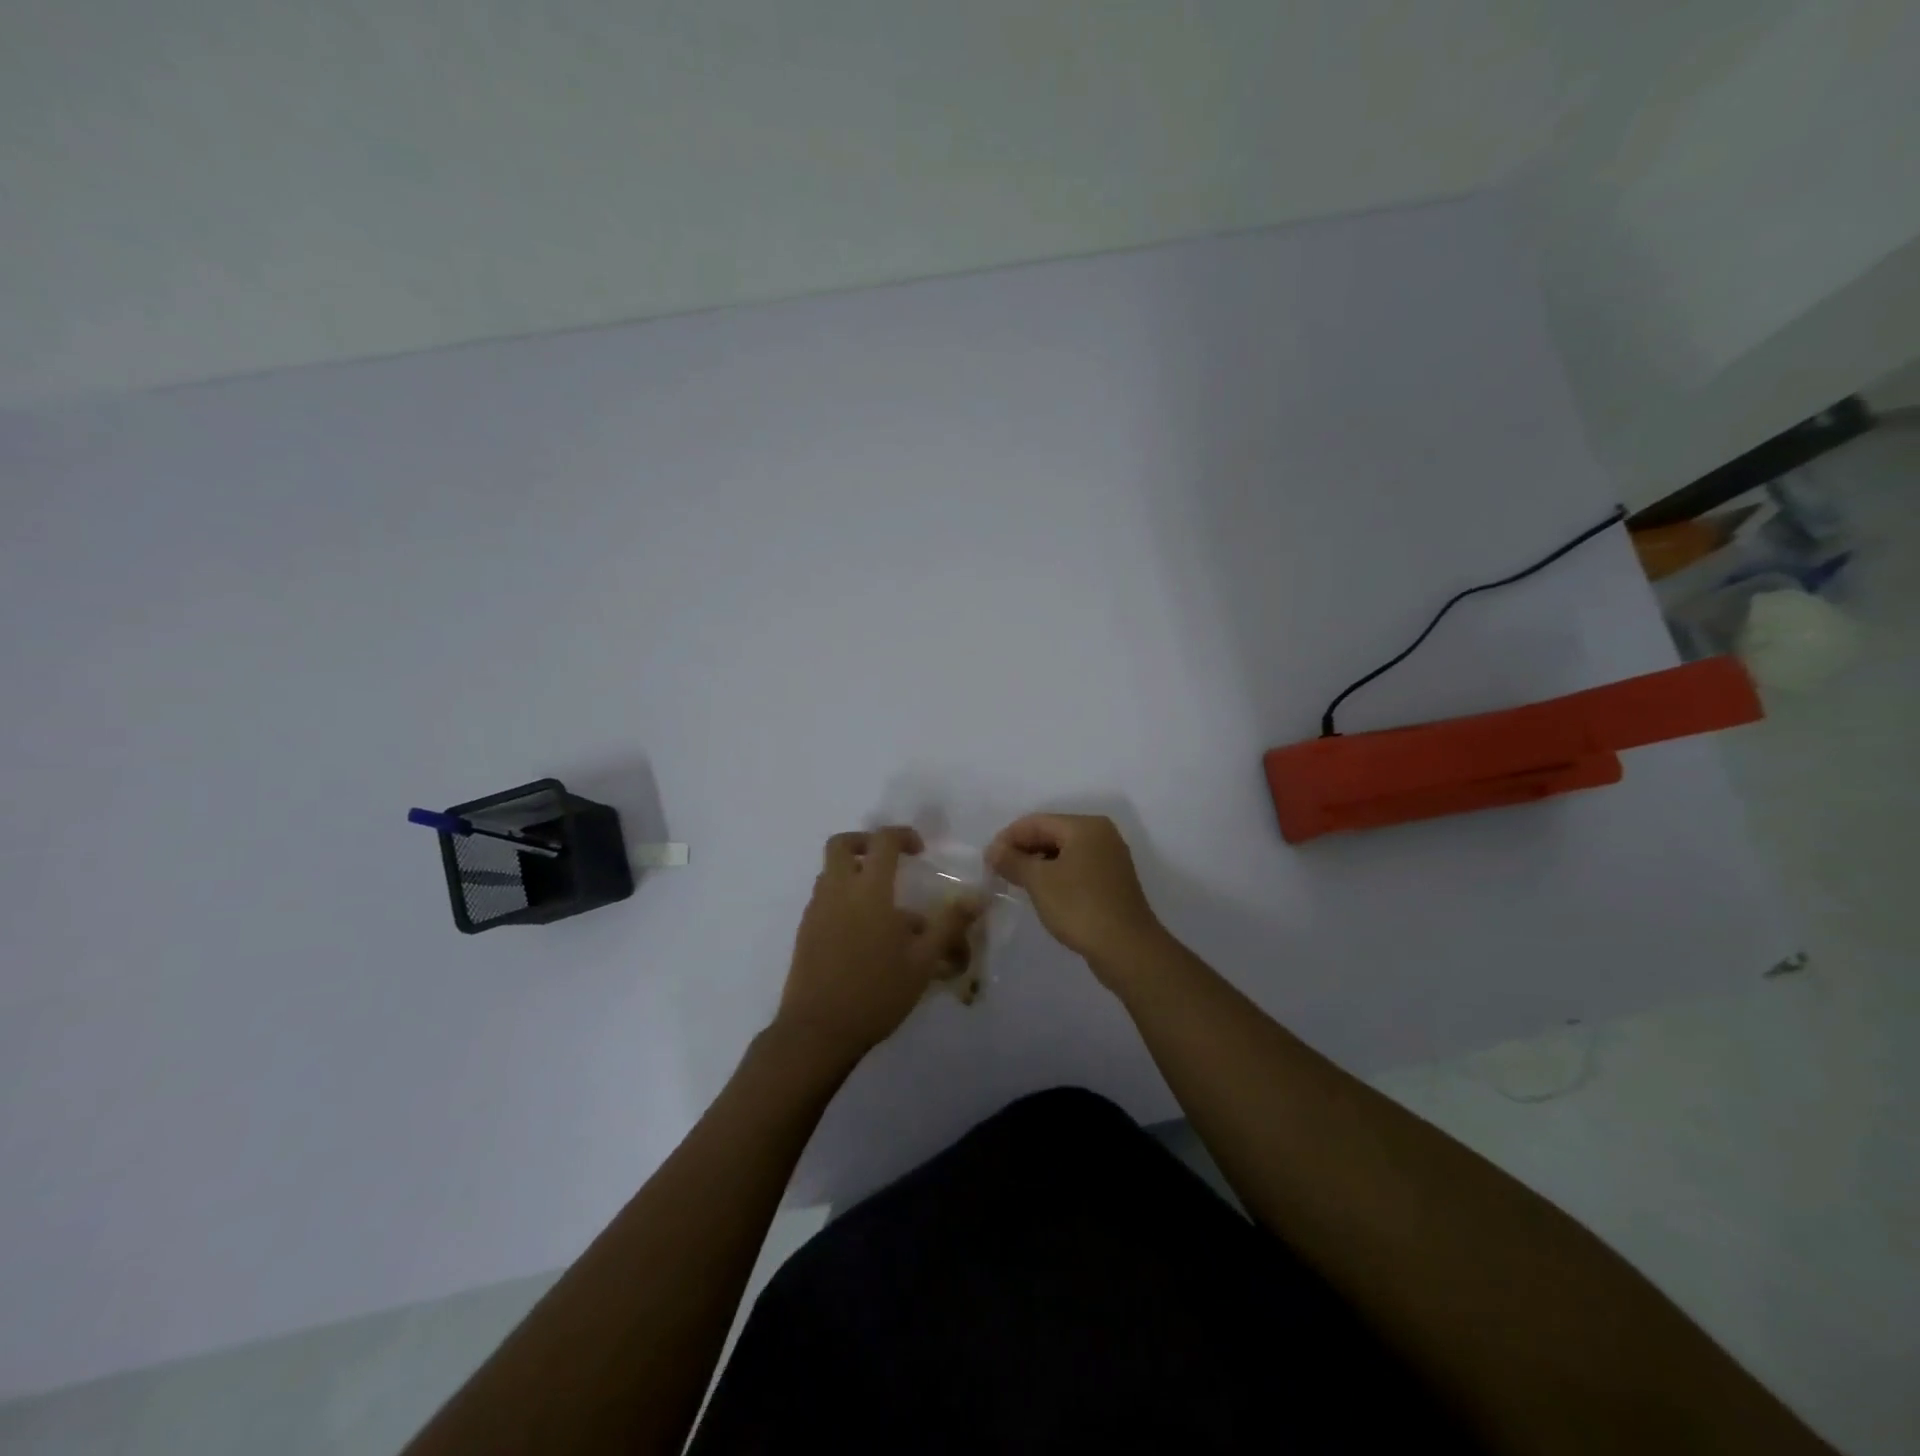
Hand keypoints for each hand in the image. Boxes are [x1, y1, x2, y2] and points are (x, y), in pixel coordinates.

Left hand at [776, 826, 978, 1061]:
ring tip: (880, 900)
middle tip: (889, 859)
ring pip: (829, 871)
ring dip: (852, 871)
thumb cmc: (876, 992)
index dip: (902, 835)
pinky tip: (863, 930)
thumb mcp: (923, 961)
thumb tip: (977, 896)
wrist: (818, 1030)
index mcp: (869, 890)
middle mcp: (838, 891)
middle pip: (841, 845)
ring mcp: (816, 910)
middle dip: (866, 842)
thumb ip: (949, 924)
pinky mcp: (804, 931)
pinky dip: (841, 896)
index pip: (883, 841)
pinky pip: (823, 897)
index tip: (919, 850)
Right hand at [986, 814, 1165, 979]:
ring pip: (1063, 852)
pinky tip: (1041, 893)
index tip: (987, 860)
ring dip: (1037, 864)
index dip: (1008, 837)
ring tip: (1015, 882)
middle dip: (1022, 850)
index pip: (1036, 821)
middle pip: (1051, 833)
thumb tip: (993, 849)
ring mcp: (1110, 859)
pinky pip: (1076, 868)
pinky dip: (1055, 875)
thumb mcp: (1039, 881)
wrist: (1127, 949)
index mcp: (1085, 826)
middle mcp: (1101, 835)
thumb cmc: (1080, 907)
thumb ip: (1013, 860)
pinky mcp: (1112, 882)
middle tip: (998, 872)